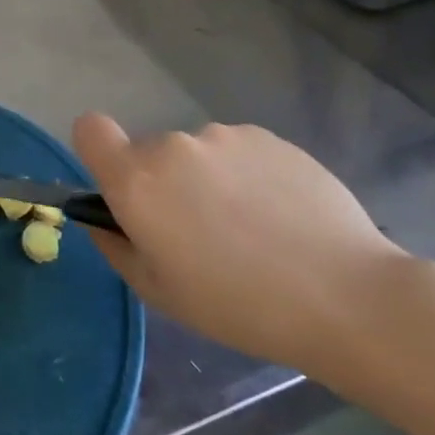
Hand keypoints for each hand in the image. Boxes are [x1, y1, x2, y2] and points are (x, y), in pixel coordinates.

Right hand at [72, 115, 406, 372]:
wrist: (344, 295)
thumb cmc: (237, 305)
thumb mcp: (159, 292)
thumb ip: (116, 246)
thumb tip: (102, 218)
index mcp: (137, 180)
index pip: (90, 129)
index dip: (98, 153)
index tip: (122, 189)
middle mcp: (173, 145)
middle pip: (149, 152)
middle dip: (162, 183)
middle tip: (200, 232)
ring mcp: (224, 136)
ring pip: (196, 153)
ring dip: (207, 179)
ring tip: (250, 227)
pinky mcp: (269, 137)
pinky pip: (238, 152)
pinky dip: (246, 175)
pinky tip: (280, 216)